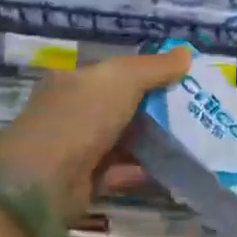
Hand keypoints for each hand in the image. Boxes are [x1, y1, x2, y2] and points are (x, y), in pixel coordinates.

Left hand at [0, 45, 191, 223]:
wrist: (41, 182)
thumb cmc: (80, 117)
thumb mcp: (122, 79)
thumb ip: (155, 67)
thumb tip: (187, 54)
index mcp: (75, 81)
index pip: (116, 73)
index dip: (150, 74)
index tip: (183, 80)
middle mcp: (73, 111)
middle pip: (122, 106)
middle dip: (156, 109)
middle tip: (195, 111)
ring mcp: (76, 148)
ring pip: (123, 139)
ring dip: (153, 141)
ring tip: (191, 140)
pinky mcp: (83, 182)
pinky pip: (121, 171)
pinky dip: (144, 170)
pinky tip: (173, 169)